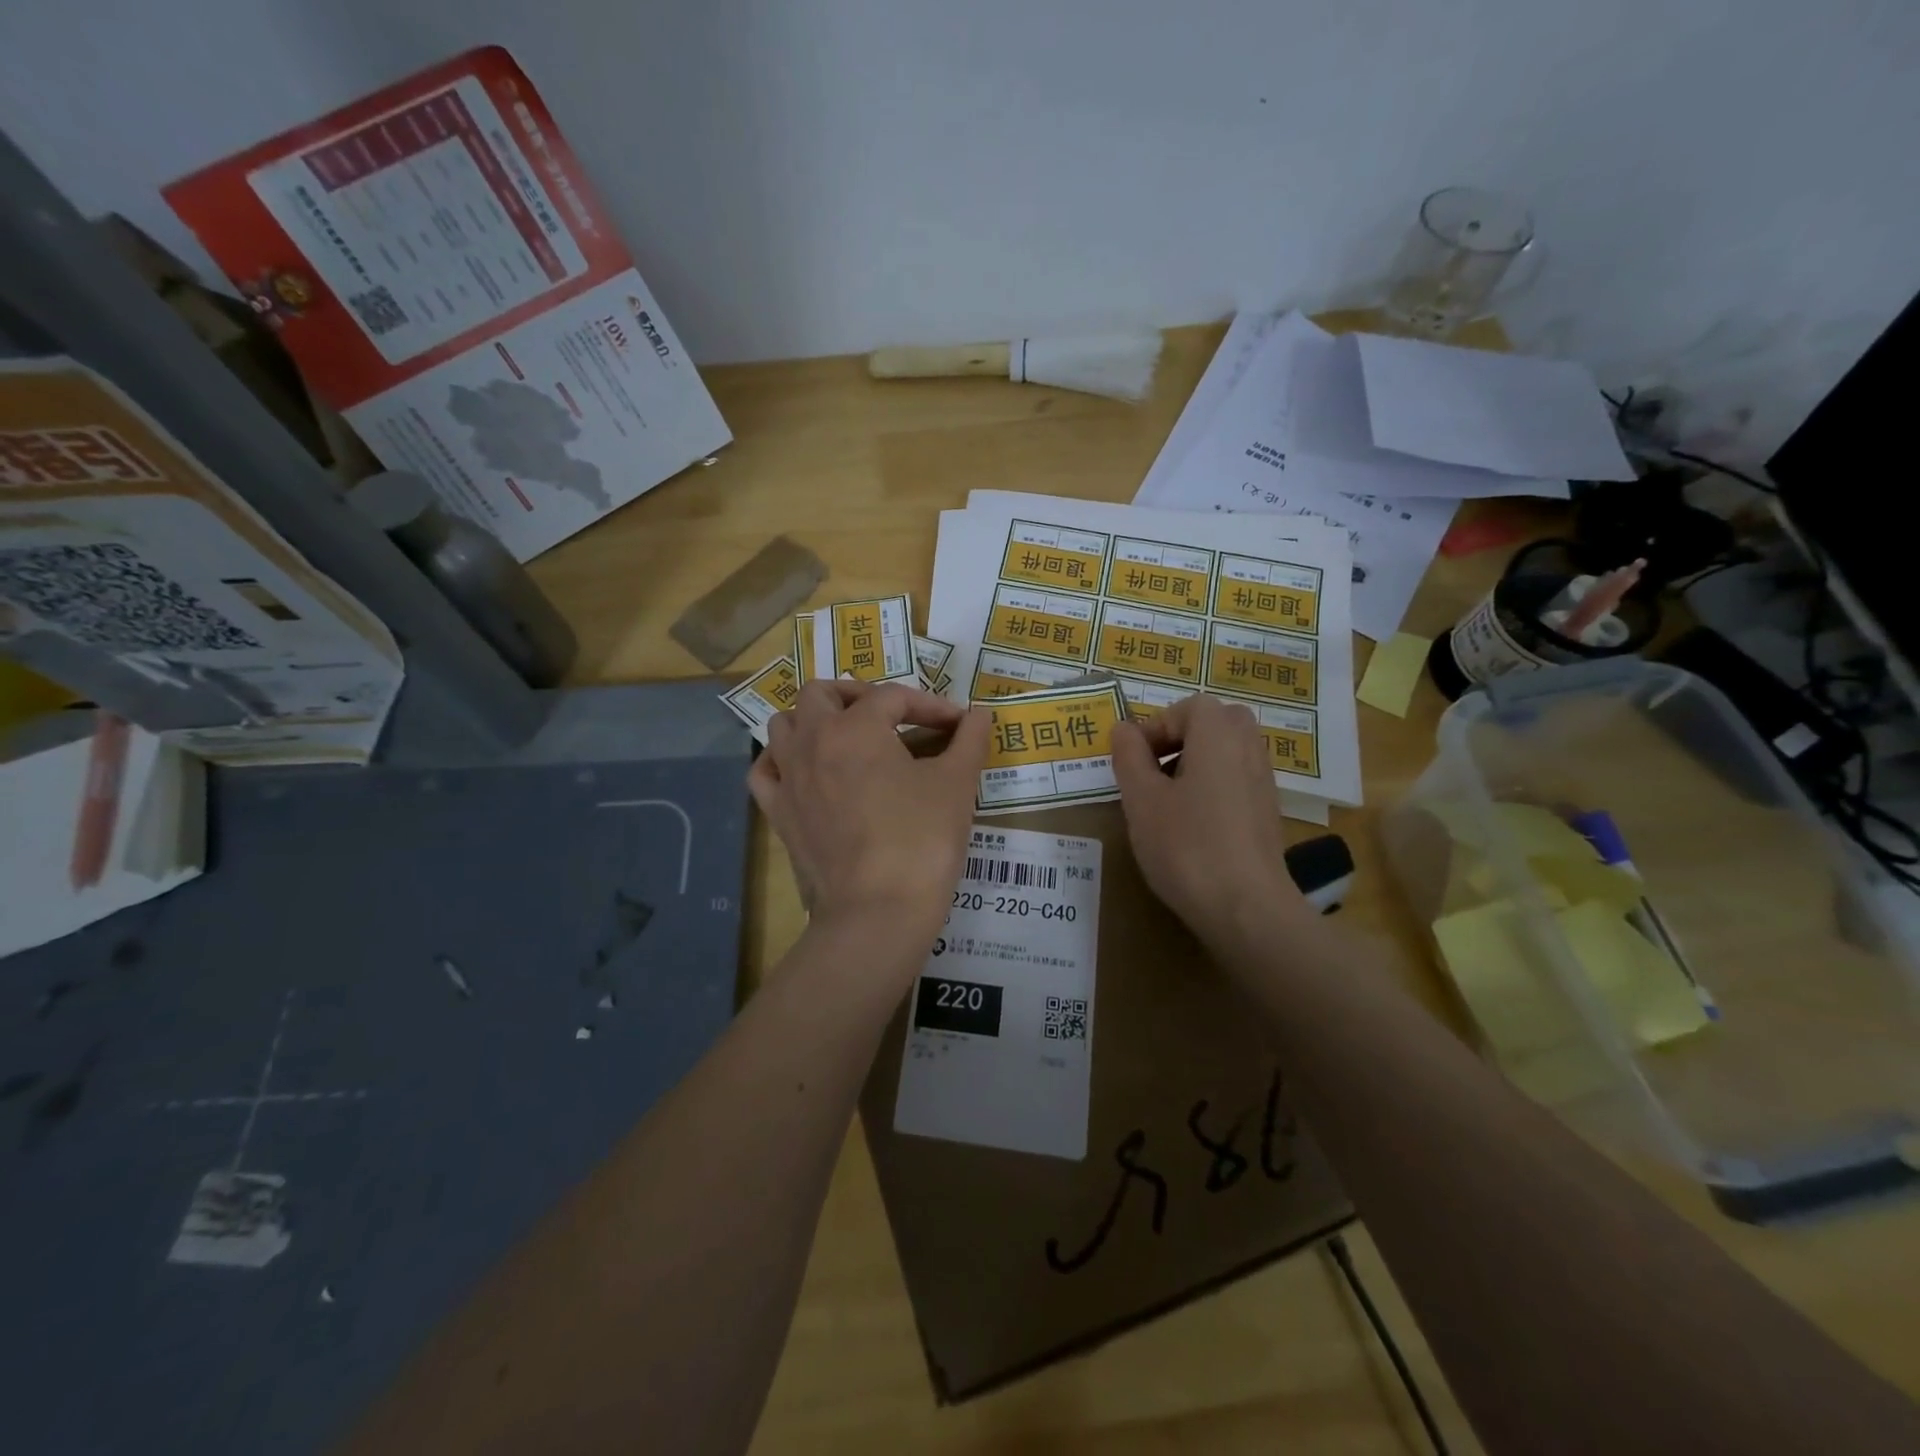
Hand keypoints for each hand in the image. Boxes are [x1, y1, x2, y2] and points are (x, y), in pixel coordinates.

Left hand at [749, 678, 990, 955]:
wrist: (878, 910)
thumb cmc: (922, 840)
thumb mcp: (957, 784)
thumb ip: (969, 741)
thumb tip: (981, 715)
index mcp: (856, 728)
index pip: (893, 697)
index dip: (930, 704)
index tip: (957, 724)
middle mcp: (812, 741)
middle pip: (821, 693)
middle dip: (857, 695)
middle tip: (889, 716)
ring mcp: (788, 778)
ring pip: (784, 725)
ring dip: (813, 721)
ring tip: (846, 738)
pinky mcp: (777, 813)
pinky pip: (765, 771)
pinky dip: (781, 761)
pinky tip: (805, 771)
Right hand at [1110, 694, 1312, 956]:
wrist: (1246, 908)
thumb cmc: (1186, 845)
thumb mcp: (1142, 799)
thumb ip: (1130, 757)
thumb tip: (1124, 728)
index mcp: (1218, 736)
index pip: (1189, 707)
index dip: (1156, 726)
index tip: (1133, 759)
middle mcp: (1249, 750)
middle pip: (1217, 722)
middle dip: (1182, 738)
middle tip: (1154, 769)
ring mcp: (1264, 783)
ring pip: (1229, 752)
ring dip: (1197, 763)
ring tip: (1167, 800)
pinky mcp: (1268, 814)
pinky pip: (1238, 781)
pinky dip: (1214, 787)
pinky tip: (1192, 826)